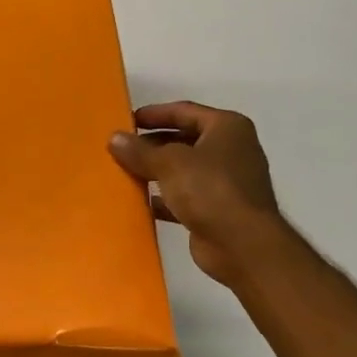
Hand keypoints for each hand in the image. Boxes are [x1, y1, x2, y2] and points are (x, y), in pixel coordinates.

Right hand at [109, 101, 281, 289]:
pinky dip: (165, 198)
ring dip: (157, 171)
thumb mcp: (169, 163)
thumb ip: (140, 150)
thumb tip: (114, 138)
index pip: (185, 111)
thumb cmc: (210, 189)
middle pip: (185, 140)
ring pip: (184, 169)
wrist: (242, 245)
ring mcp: (227, 181)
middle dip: (153, 144)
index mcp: (227, 128)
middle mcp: (231, 150)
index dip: (154, 114)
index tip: (127, 120)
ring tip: (126, 172)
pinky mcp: (219, 209)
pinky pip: (186, 196)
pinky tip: (141, 202)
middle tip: (122, 148)